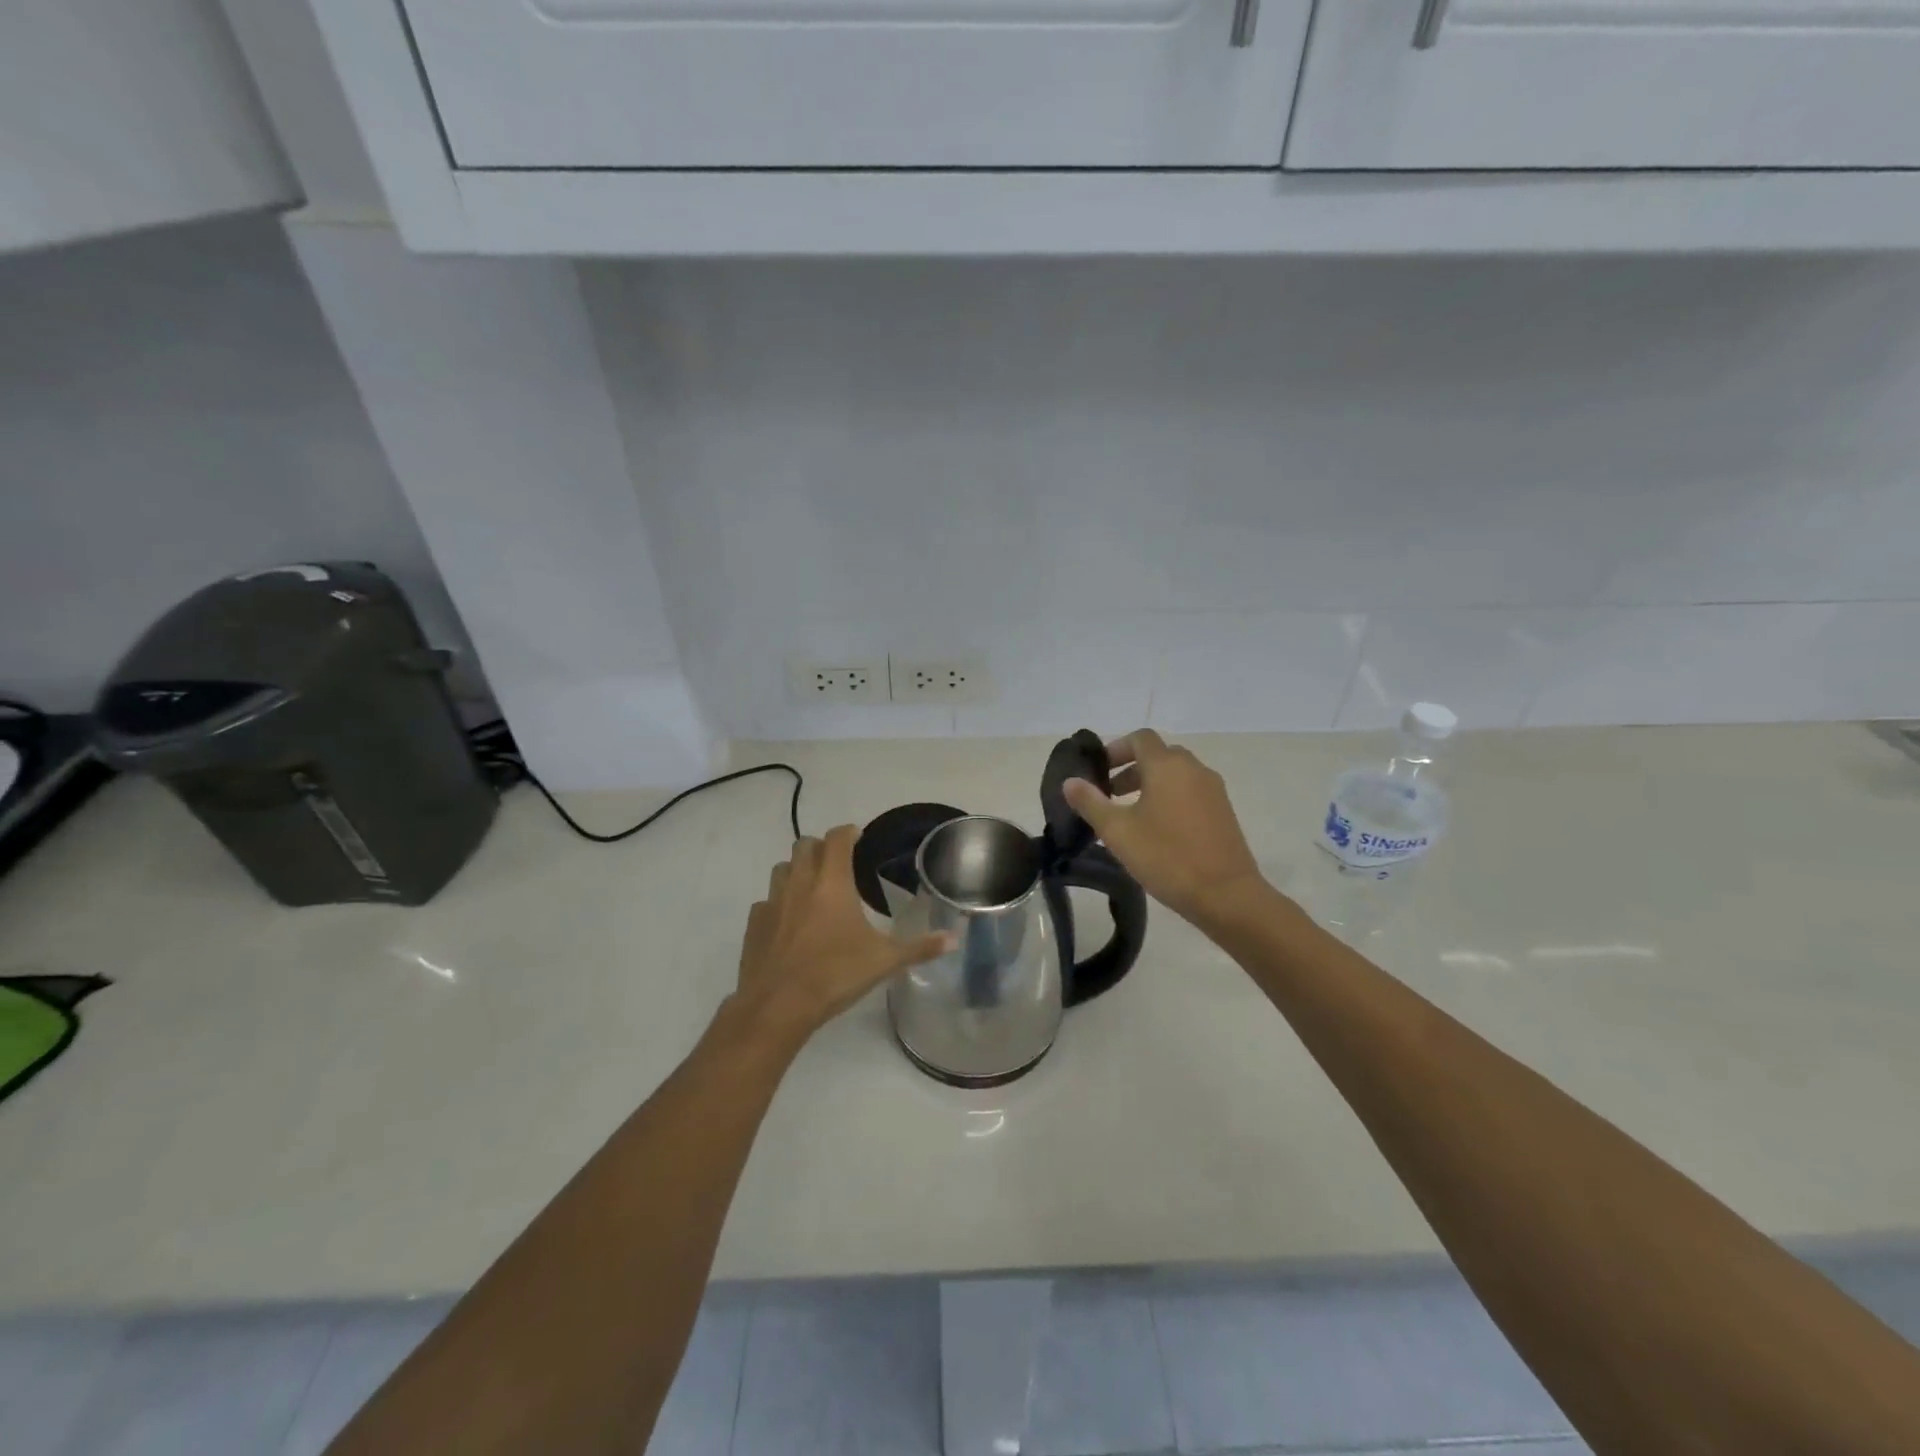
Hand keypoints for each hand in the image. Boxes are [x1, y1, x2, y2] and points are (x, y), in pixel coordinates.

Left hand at [731, 825, 950, 1046]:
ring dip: (797, 869)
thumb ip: (920, 947)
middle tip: (838, 862)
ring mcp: (773, 901)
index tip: (858, 837)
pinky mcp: (754, 923)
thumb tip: (954, 939)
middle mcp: (800, 882)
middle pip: (805, 844)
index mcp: (832, 882)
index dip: (849, 832)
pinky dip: (779, 903)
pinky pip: (766, 901)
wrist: (778, 1006)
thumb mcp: (884, 961)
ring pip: (782, 868)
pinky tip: (789, 923)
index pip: (838, 838)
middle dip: (822, 846)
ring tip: (813, 889)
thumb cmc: (835, 975)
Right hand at [1063, 730, 1265, 925]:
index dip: (1115, 749)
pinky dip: (1170, 798)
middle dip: (1130, 768)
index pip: (1140, 738)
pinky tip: (1157, 831)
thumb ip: (1091, 802)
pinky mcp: (1224, 811)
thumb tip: (1070, 781)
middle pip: (1158, 755)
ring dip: (1150, 784)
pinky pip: (1190, 792)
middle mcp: (1193, 769)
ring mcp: (1213, 790)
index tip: (1098, 771)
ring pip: (1176, 774)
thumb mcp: (1118, 831)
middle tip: (1109, 794)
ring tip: (1130, 815)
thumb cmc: (1166, 857)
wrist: (1226, 895)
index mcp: (1167, 766)